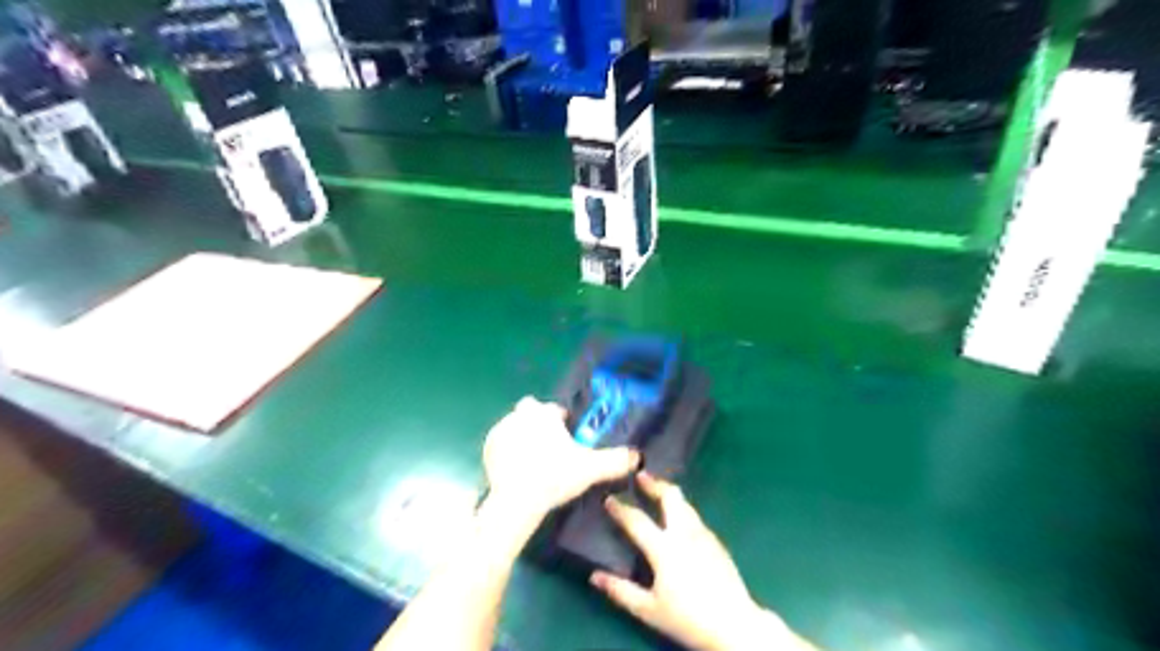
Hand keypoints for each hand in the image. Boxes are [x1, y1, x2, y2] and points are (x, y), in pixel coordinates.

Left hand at [483, 395, 644, 520]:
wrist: (517, 499)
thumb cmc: (554, 477)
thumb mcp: (590, 469)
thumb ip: (614, 460)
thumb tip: (638, 456)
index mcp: (544, 414)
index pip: (555, 410)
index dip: (562, 423)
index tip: (567, 439)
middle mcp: (521, 415)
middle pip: (531, 411)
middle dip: (538, 422)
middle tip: (549, 447)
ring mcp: (502, 429)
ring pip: (516, 424)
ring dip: (523, 435)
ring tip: (533, 460)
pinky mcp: (488, 446)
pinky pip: (501, 441)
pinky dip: (508, 450)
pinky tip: (516, 467)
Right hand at [592, 472, 802, 650]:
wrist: (735, 625)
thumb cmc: (688, 618)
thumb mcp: (648, 610)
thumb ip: (620, 591)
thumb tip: (594, 577)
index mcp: (664, 548)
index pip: (637, 520)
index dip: (620, 508)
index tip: (609, 499)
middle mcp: (684, 533)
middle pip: (670, 496)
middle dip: (654, 483)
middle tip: (641, 476)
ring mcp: (703, 534)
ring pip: (685, 503)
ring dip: (669, 494)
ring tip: (657, 492)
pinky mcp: (717, 541)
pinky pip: (695, 518)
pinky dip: (682, 510)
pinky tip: (678, 520)